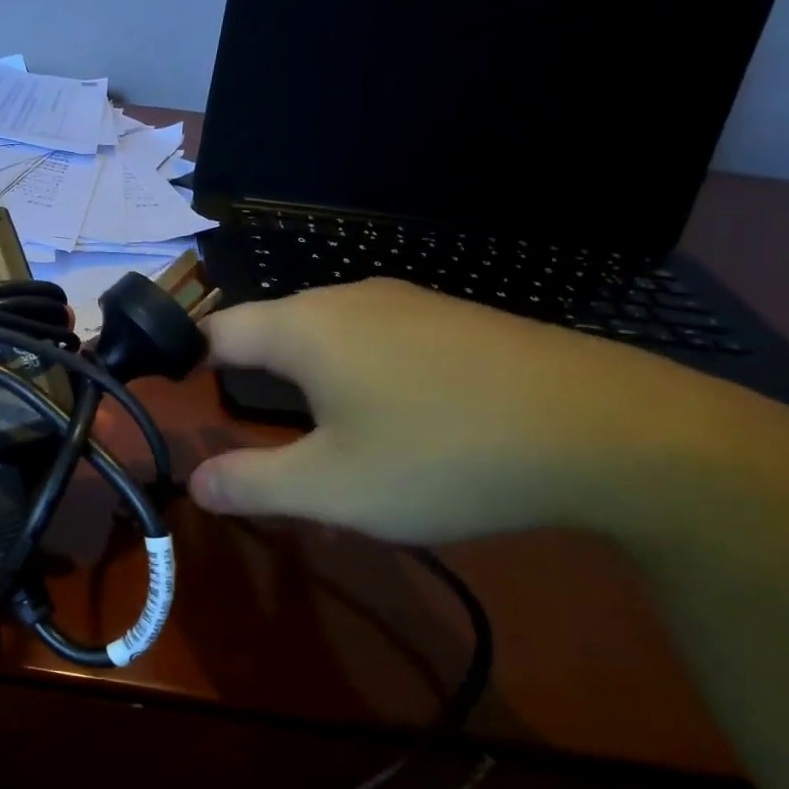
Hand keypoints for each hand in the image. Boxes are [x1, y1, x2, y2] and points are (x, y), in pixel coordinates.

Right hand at [189, 278, 725, 542]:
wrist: (617, 434)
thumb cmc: (444, 456)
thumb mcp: (331, 489)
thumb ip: (250, 484)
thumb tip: (194, 483)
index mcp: (306, 327)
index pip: (216, 330)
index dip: (183, 360)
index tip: (171, 394)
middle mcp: (351, 299)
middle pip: (270, 331)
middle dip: (244, 380)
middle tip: (241, 435)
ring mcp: (411, 304)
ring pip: (327, 339)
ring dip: (303, 386)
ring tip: (315, 443)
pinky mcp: (457, 323)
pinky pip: (379, 344)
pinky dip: (357, 380)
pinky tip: (390, 427)